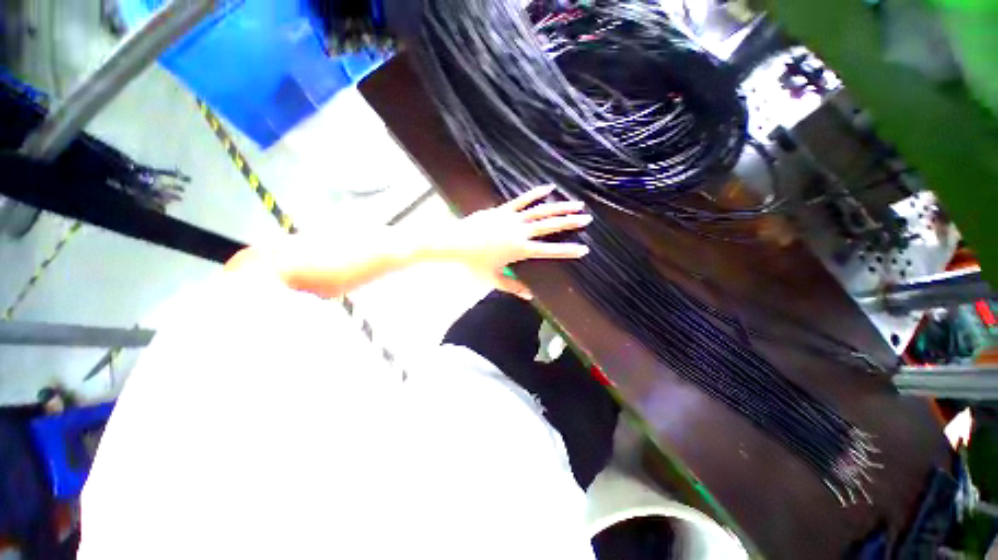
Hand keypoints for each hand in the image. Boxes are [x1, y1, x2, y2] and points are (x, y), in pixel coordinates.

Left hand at [439, 185, 591, 299]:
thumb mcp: (494, 279)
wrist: (454, 243)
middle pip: (549, 226)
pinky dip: (535, 194)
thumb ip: (513, 287)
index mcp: (520, 250)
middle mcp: (520, 232)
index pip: (549, 251)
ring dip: (558, 207)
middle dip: (569, 222)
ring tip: (575, 204)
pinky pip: (521, 200)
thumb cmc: (473, 263)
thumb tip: (529, 296)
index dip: (567, 251)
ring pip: (540, 211)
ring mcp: (512, 218)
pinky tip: (548, 188)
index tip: (584, 249)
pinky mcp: (503, 210)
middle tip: (586, 219)